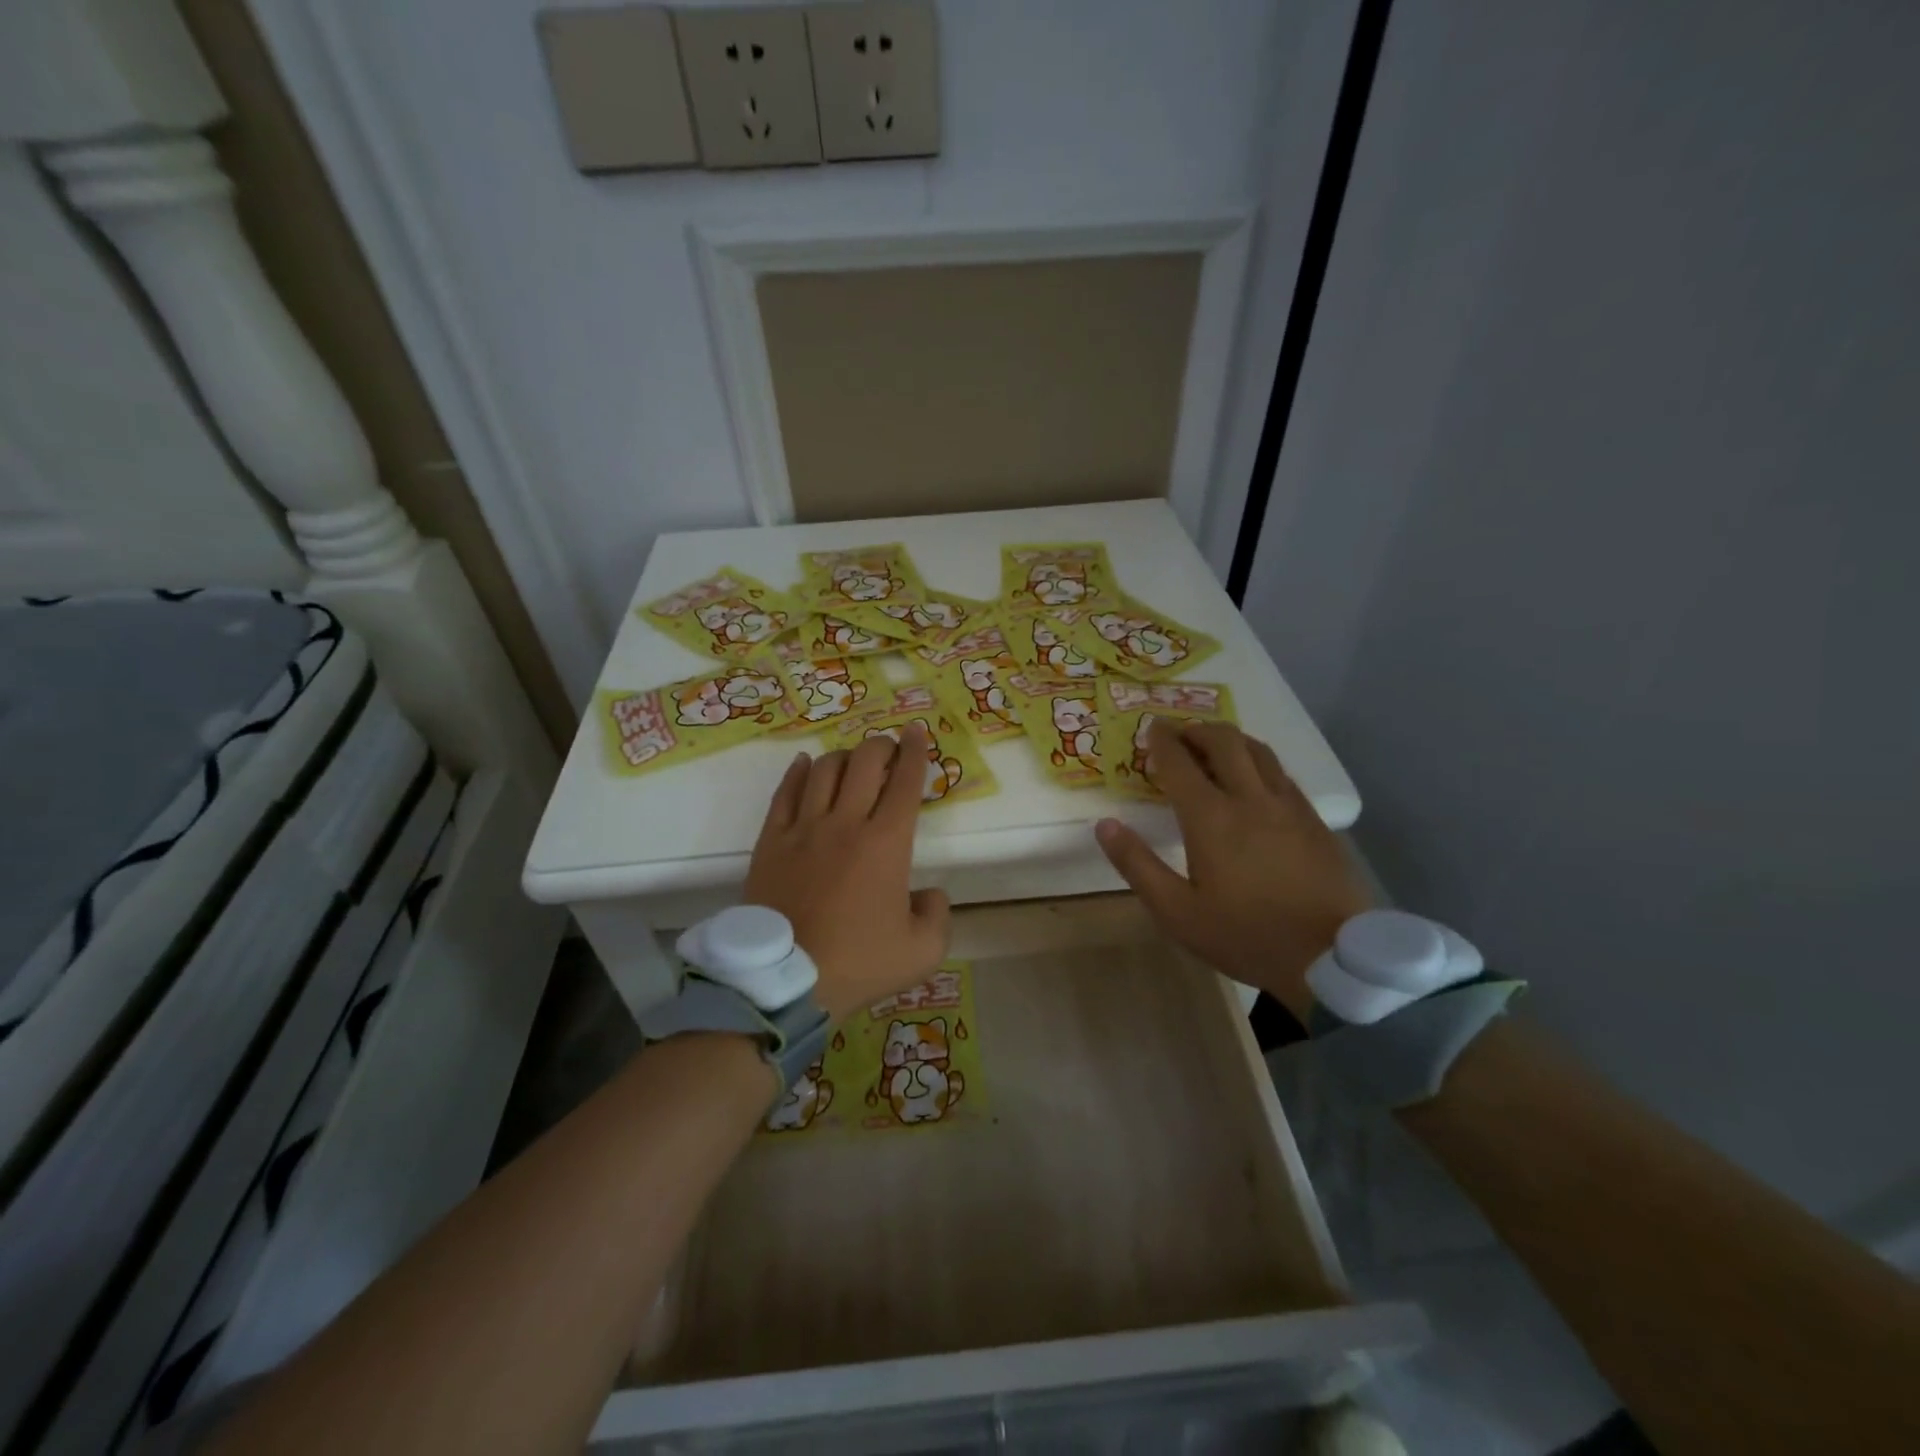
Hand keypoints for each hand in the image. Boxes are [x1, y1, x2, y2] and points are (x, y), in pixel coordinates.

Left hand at [744, 723, 951, 1022]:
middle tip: (889, 748)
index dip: (915, 752)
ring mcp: (803, 828)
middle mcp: (846, 822)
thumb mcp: (923, 951)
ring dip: (844, 756)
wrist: (785, 981)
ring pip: (825, 770)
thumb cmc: (858, 963)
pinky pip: (785, 793)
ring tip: (852, 761)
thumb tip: (929, 893)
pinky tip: (805, 764)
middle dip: (882, 745)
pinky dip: (798, 772)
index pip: (905, 781)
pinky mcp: (771, 841)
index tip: (916, 732)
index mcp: (887, 843)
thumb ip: (937, 914)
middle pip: (865, 763)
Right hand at [1095, 720, 1369, 1018]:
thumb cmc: (1245, 935)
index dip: (1162, 741)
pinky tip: (1254, 780)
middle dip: (1197, 730)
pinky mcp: (1314, 819)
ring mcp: (1288, 805)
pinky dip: (1258, 762)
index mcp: (1211, 818)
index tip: (1151, 728)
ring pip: (1258, 750)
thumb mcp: (1177, 912)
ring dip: (1230, 740)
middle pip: (1224, 741)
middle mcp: (1250, 798)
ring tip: (1214, 748)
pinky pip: (1281, 773)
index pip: (1179, 762)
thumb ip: (1137, 865)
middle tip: (1180, 735)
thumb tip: (1105, 825)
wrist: (1330, 959)